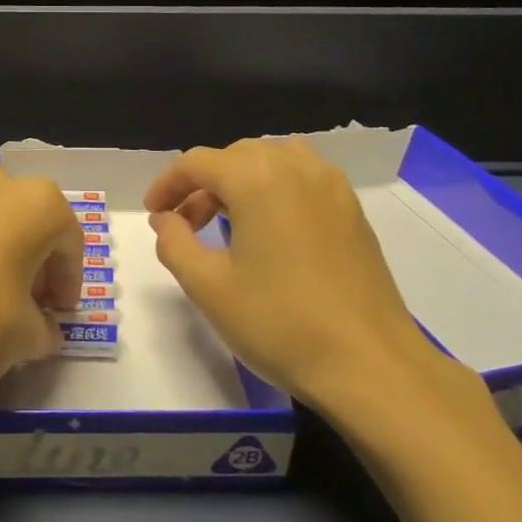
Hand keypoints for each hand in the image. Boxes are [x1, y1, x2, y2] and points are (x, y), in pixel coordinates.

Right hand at [144, 138, 496, 447]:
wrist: (369, 364)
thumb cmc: (279, 323)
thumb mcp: (208, 286)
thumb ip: (174, 242)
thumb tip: (166, 219)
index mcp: (257, 178)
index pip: (198, 162)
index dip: (167, 184)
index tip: (152, 214)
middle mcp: (296, 167)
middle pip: (235, 156)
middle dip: (202, 184)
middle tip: (184, 225)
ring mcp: (331, 186)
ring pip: (272, 161)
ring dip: (240, 182)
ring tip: (226, 222)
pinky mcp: (352, 210)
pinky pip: (302, 179)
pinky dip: (274, 190)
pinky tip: (268, 232)